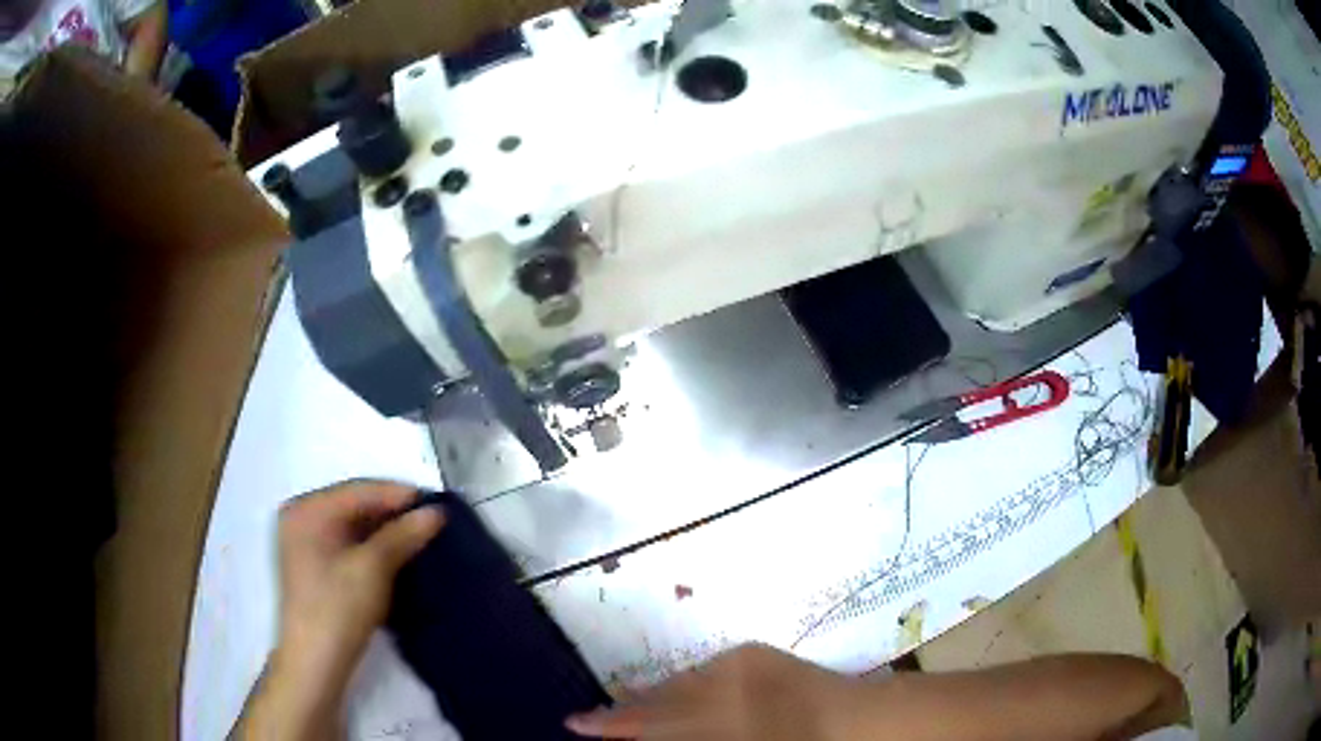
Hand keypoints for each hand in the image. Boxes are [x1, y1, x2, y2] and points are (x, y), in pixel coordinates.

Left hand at [234, 480, 442, 740]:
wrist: (316, 663)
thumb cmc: (338, 608)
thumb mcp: (373, 568)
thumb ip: (403, 534)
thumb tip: (436, 512)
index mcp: (306, 510)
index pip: (359, 491)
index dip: (399, 495)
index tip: (438, 504)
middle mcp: (301, 518)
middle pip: (355, 506)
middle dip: (394, 514)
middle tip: (433, 521)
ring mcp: (306, 543)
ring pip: (354, 528)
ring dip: (387, 533)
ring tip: (423, 537)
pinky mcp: (315, 567)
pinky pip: (349, 545)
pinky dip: (375, 549)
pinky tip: (399, 555)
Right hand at [566, 644, 858, 739]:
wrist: (856, 723)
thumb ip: (686, 736)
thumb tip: (650, 732)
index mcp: (720, 720)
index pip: (652, 722)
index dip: (612, 724)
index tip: (575, 722)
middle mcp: (721, 686)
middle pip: (659, 701)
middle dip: (625, 711)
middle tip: (592, 717)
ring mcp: (736, 665)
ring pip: (677, 681)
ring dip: (655, 697)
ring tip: (630, 705)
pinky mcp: (751, 652)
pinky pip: (702, 669)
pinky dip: (685, 683)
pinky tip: (676, 693)